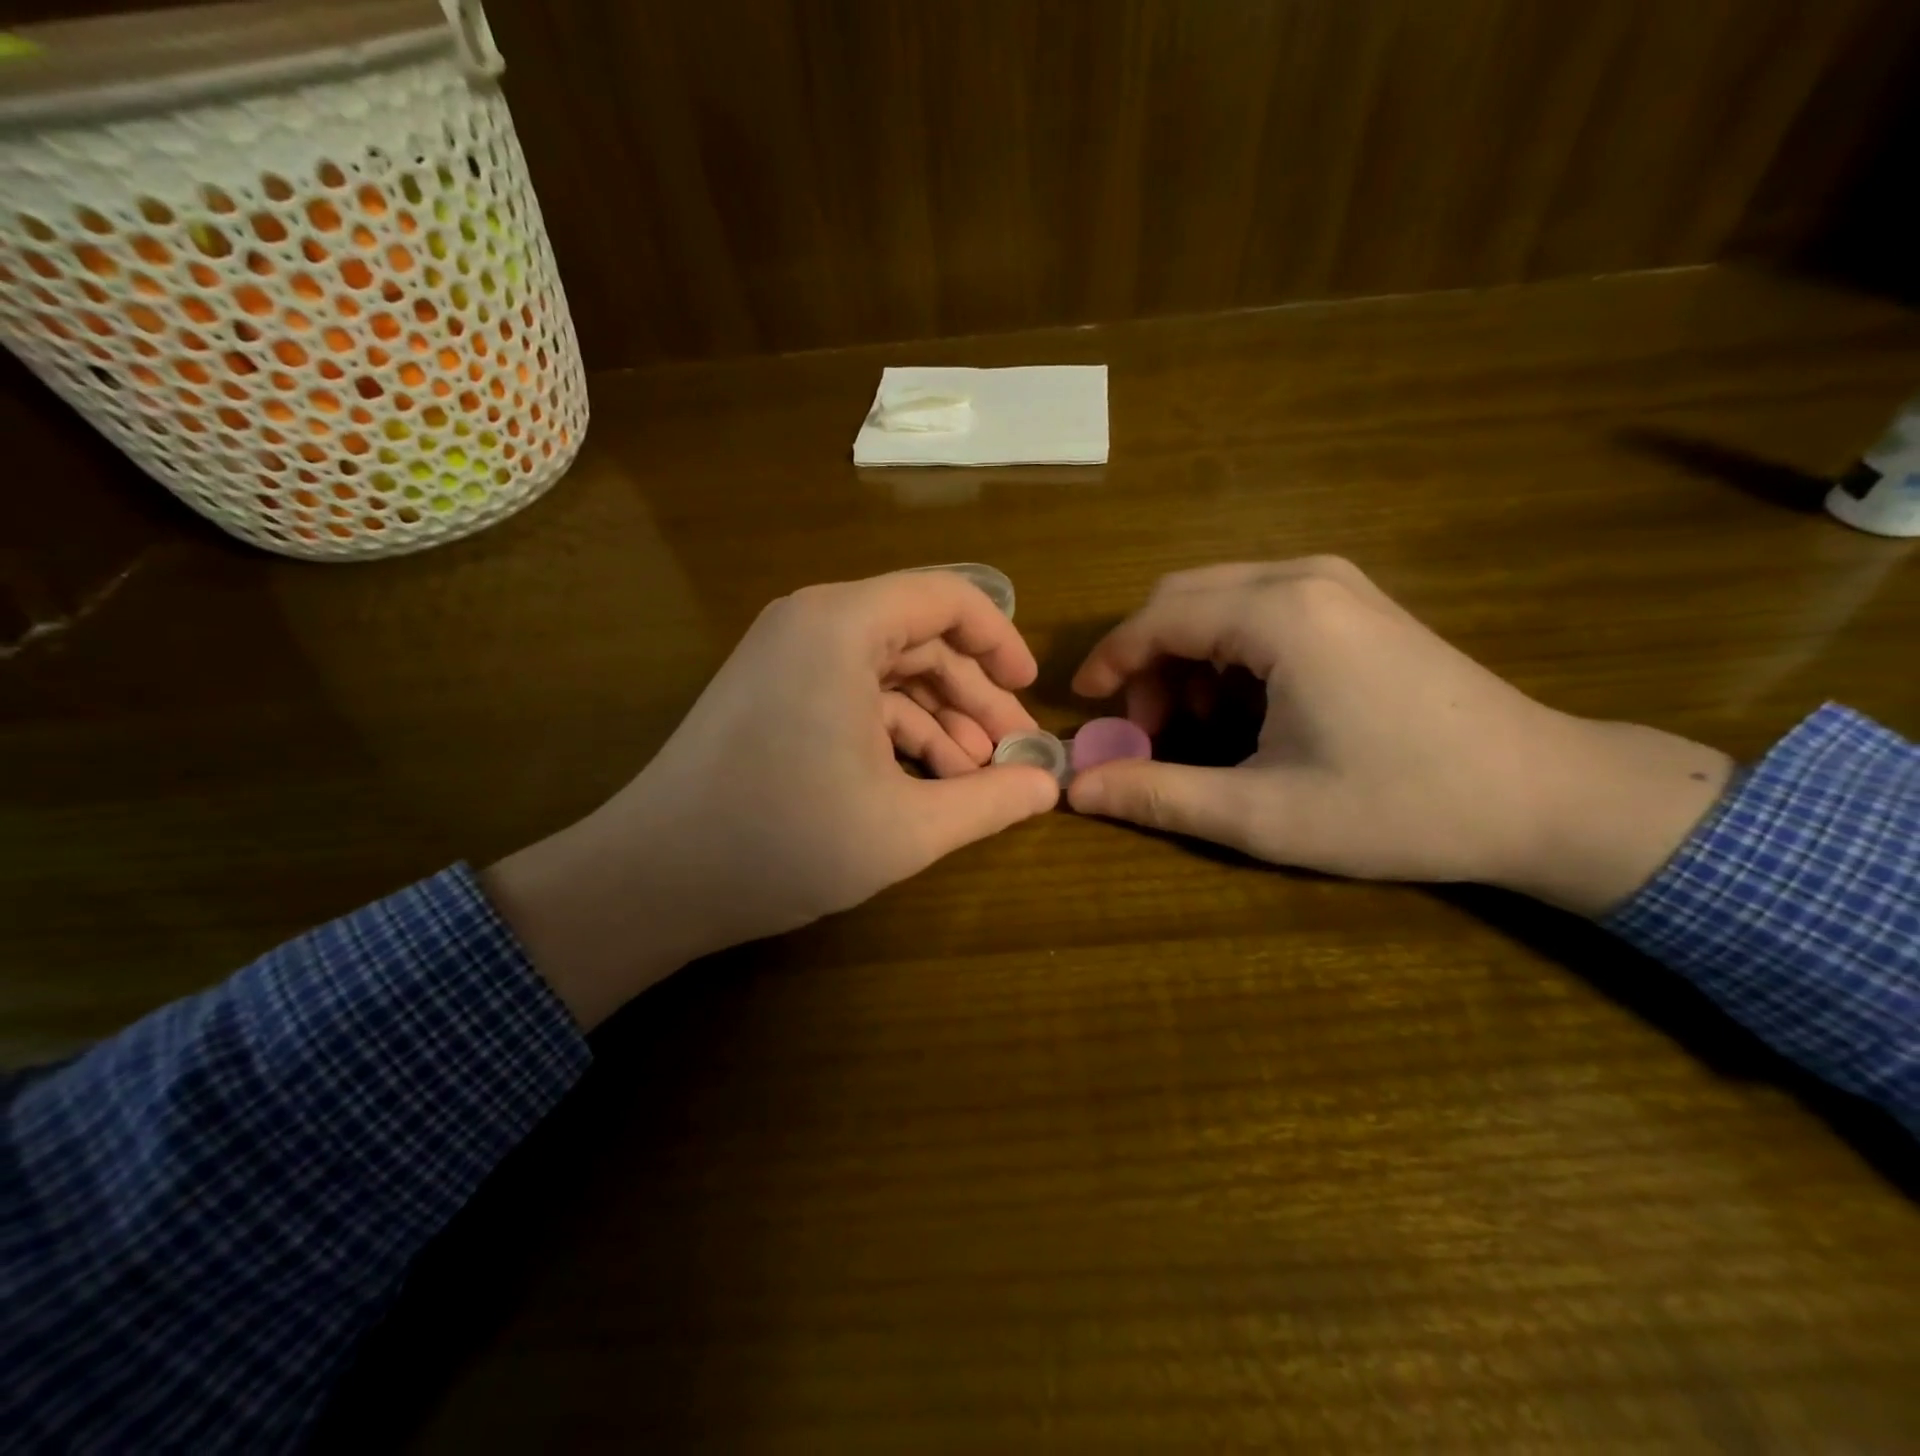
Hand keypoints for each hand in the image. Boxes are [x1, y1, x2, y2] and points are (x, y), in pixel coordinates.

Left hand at [485, 571, 1059, 1027]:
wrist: (652, 880)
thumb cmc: (783, 842)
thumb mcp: (906, 827)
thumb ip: (989, 802)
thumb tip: (1051, 787)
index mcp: (842, 626)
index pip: (947, 598)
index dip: (1000, 640)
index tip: (1033, 691)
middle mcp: (812, 623)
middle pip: (920, 639)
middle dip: (974, 696)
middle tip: (1015, 753)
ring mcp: (785, 658)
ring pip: (888, 673)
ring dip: (939, 721)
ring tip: (977, 779)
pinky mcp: (772, 694)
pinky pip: (853, 696)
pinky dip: (895, 732)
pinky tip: (926, 782)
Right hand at [1067, 558, 1733, 916]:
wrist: (1545, 796)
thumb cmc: (1400, 806)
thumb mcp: (1264, 814)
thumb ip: (1159, 796)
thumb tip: (1075, 792)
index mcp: (1280, 616)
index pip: (1158, 618)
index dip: (1110, 661)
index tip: (1084, 707)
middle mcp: (1304, 577)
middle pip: (1184, 598)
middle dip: (1149, 662)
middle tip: (1148, 732)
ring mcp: (1338, 584)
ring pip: (1221, 600)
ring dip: (1188, 658)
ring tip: (1198, 727)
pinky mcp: (1358, 604)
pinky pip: (1261, 608)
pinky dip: (1228, 652)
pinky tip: (1248, 708)